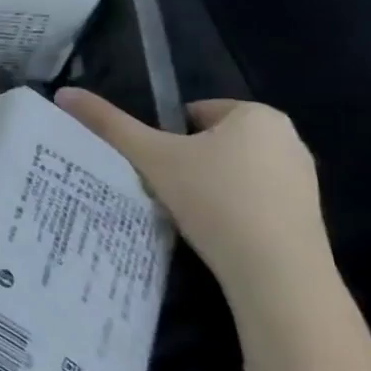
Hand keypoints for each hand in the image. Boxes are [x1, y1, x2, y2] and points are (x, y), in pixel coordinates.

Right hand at [55, 89, 336, 325]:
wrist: (278, 276)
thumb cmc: (215, 201)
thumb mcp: (151, 157)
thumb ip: (108, 123)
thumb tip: (63, 93)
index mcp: (258, 115)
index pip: (192, 113)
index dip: (164, 137)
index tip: (153, 164)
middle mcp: (288, 139)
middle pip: (211, 142)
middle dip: (185, 161)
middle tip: (161, 187)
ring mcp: (303, 179)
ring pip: (231, 172)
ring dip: (205, 186)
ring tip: (183, 211)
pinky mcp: (306, 216)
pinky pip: (252, 200)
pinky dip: (229, 210)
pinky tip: (213, 232)